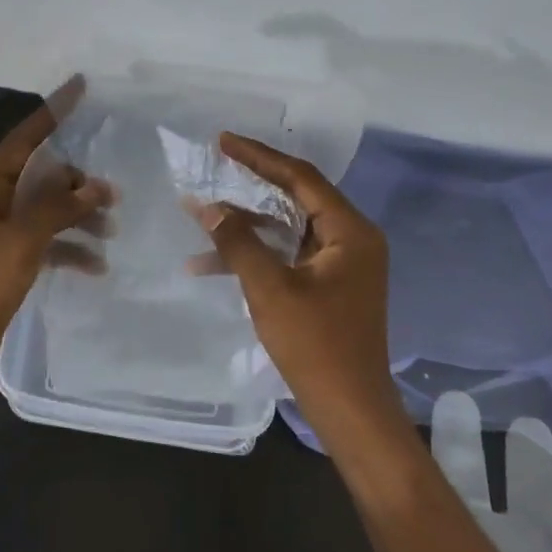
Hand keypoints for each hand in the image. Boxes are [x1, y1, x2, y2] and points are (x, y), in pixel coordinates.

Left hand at [0, 79, 112, 391]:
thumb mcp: (18, 243)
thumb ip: (56, 209)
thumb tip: (92, 186)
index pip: (24, 138)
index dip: (53, 111)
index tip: (81, 85)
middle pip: (41, 176)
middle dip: (77, 181)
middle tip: (115, 193)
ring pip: (47, 211)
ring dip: (78, 217)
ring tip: (112, 230)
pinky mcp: (8, 264)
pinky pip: (46, 244)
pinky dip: (70, 250)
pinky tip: (96, 266)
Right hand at [190, 133, 399, 445]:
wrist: (350, 409)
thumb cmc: (316, 345)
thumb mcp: (270, 289)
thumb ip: (238, 243)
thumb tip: (208, 207)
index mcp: (350, 232)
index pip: (301, 178)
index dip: (259, 157)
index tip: (224, 141)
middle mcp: (352, 239)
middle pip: (295, 198)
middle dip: (250, 185)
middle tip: (215, 164)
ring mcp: (341, 264)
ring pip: (286, 229)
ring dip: (245, 227)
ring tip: (200, 215)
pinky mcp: (328, 285)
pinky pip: (287, 256)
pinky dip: (255, 256)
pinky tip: (210, 264)